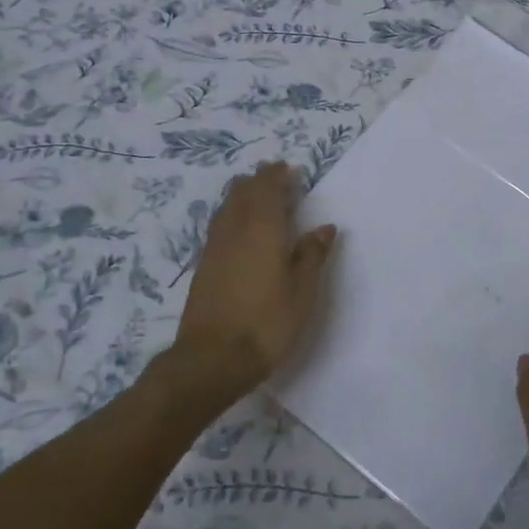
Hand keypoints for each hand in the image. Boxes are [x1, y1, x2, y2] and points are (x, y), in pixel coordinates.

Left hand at [166, 161, 337, 412]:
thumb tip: (324, 227)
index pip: (268, 188)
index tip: (290, 170)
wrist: (213, 358)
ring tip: (259, 197)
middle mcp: (235, 229)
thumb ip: (312, 254)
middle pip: (242, 191)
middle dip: (259, 180)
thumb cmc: (268, 323)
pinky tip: (241, 228)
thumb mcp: (303, 291)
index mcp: (263, 229)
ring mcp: (215, 247)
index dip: (278, 176)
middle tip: (276, 178)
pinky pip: (219, 224)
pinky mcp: (204, 265)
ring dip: (243, 195)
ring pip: (226, 206)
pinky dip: (232, 214)